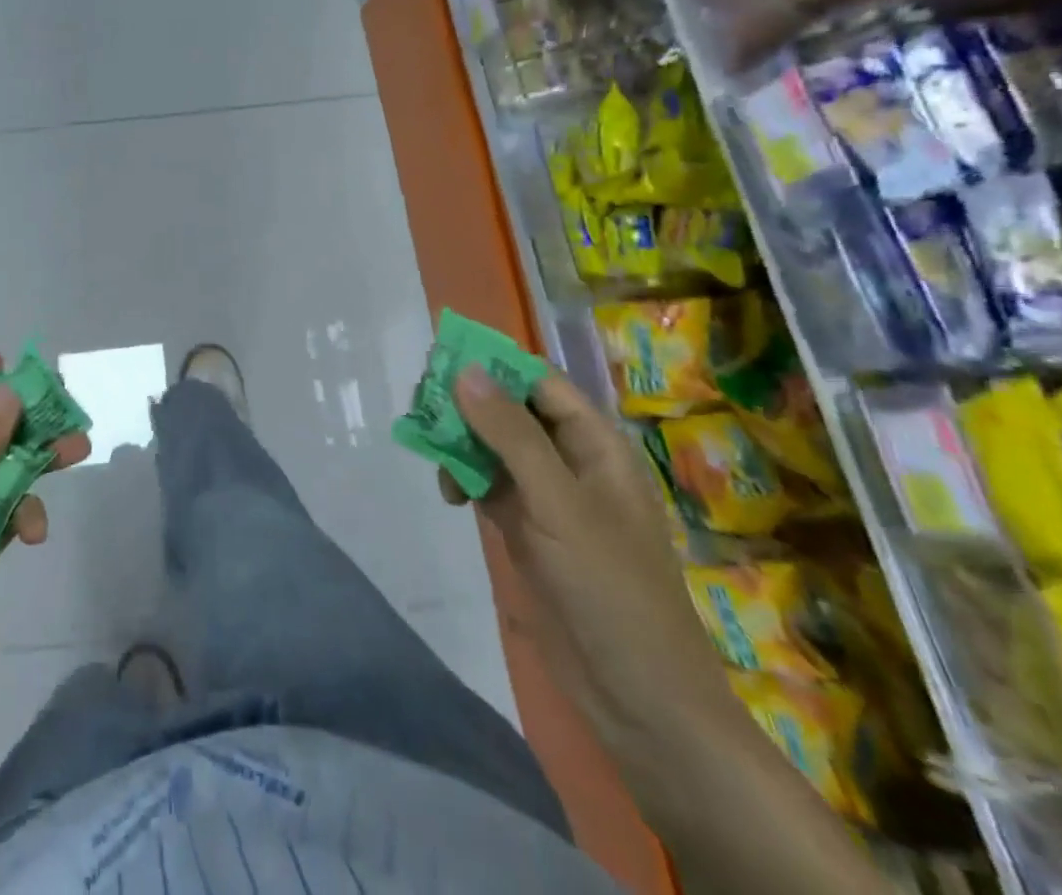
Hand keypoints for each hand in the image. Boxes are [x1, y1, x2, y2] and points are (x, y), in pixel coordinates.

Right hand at [441, 367, 738, 774]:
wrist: (638, 698)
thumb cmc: (611, 589)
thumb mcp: (559, 503)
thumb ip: (510, 435)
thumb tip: (464, 370)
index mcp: (595, 446)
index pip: (538, 383)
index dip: (492, 367)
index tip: (438, 364)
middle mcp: (570, 462)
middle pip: (509, 411)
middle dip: (466, 406)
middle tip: (423, 412)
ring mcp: (547, 498)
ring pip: (493, 447)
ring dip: (459, 443)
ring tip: (429, 454)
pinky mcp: (527, 529)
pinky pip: (487, 485)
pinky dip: (463, 480)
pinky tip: (448, 495)